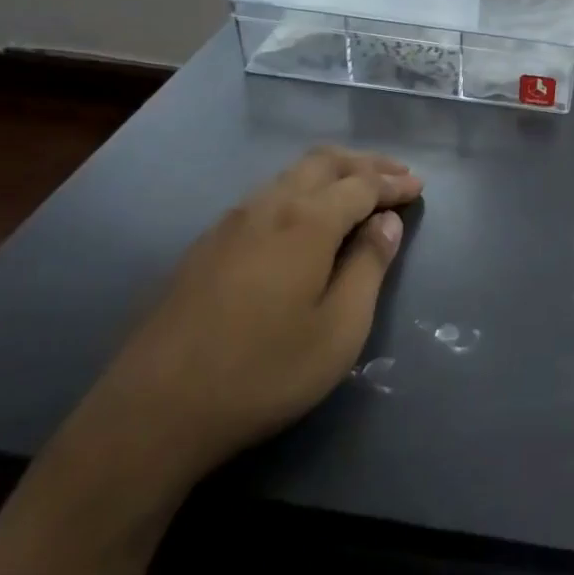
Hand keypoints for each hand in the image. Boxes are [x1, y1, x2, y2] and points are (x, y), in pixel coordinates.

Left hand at [83, 147, 422, 483]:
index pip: (362, 184)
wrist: (154, 411)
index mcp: (306, 221)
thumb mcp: (340, 328)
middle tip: (396, 175)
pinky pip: (265, 197)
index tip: (419, 187)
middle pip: (323, 163)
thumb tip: (387, 223)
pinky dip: (300, 191)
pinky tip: (304, 219)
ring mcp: (229, 224)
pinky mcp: (205, 247)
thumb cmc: (265, 371)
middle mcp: (267, 207)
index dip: (394, 183)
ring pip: (289, 176)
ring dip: (331, 174)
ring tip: (358, 190)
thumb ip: (369, 267)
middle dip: (364, 163)